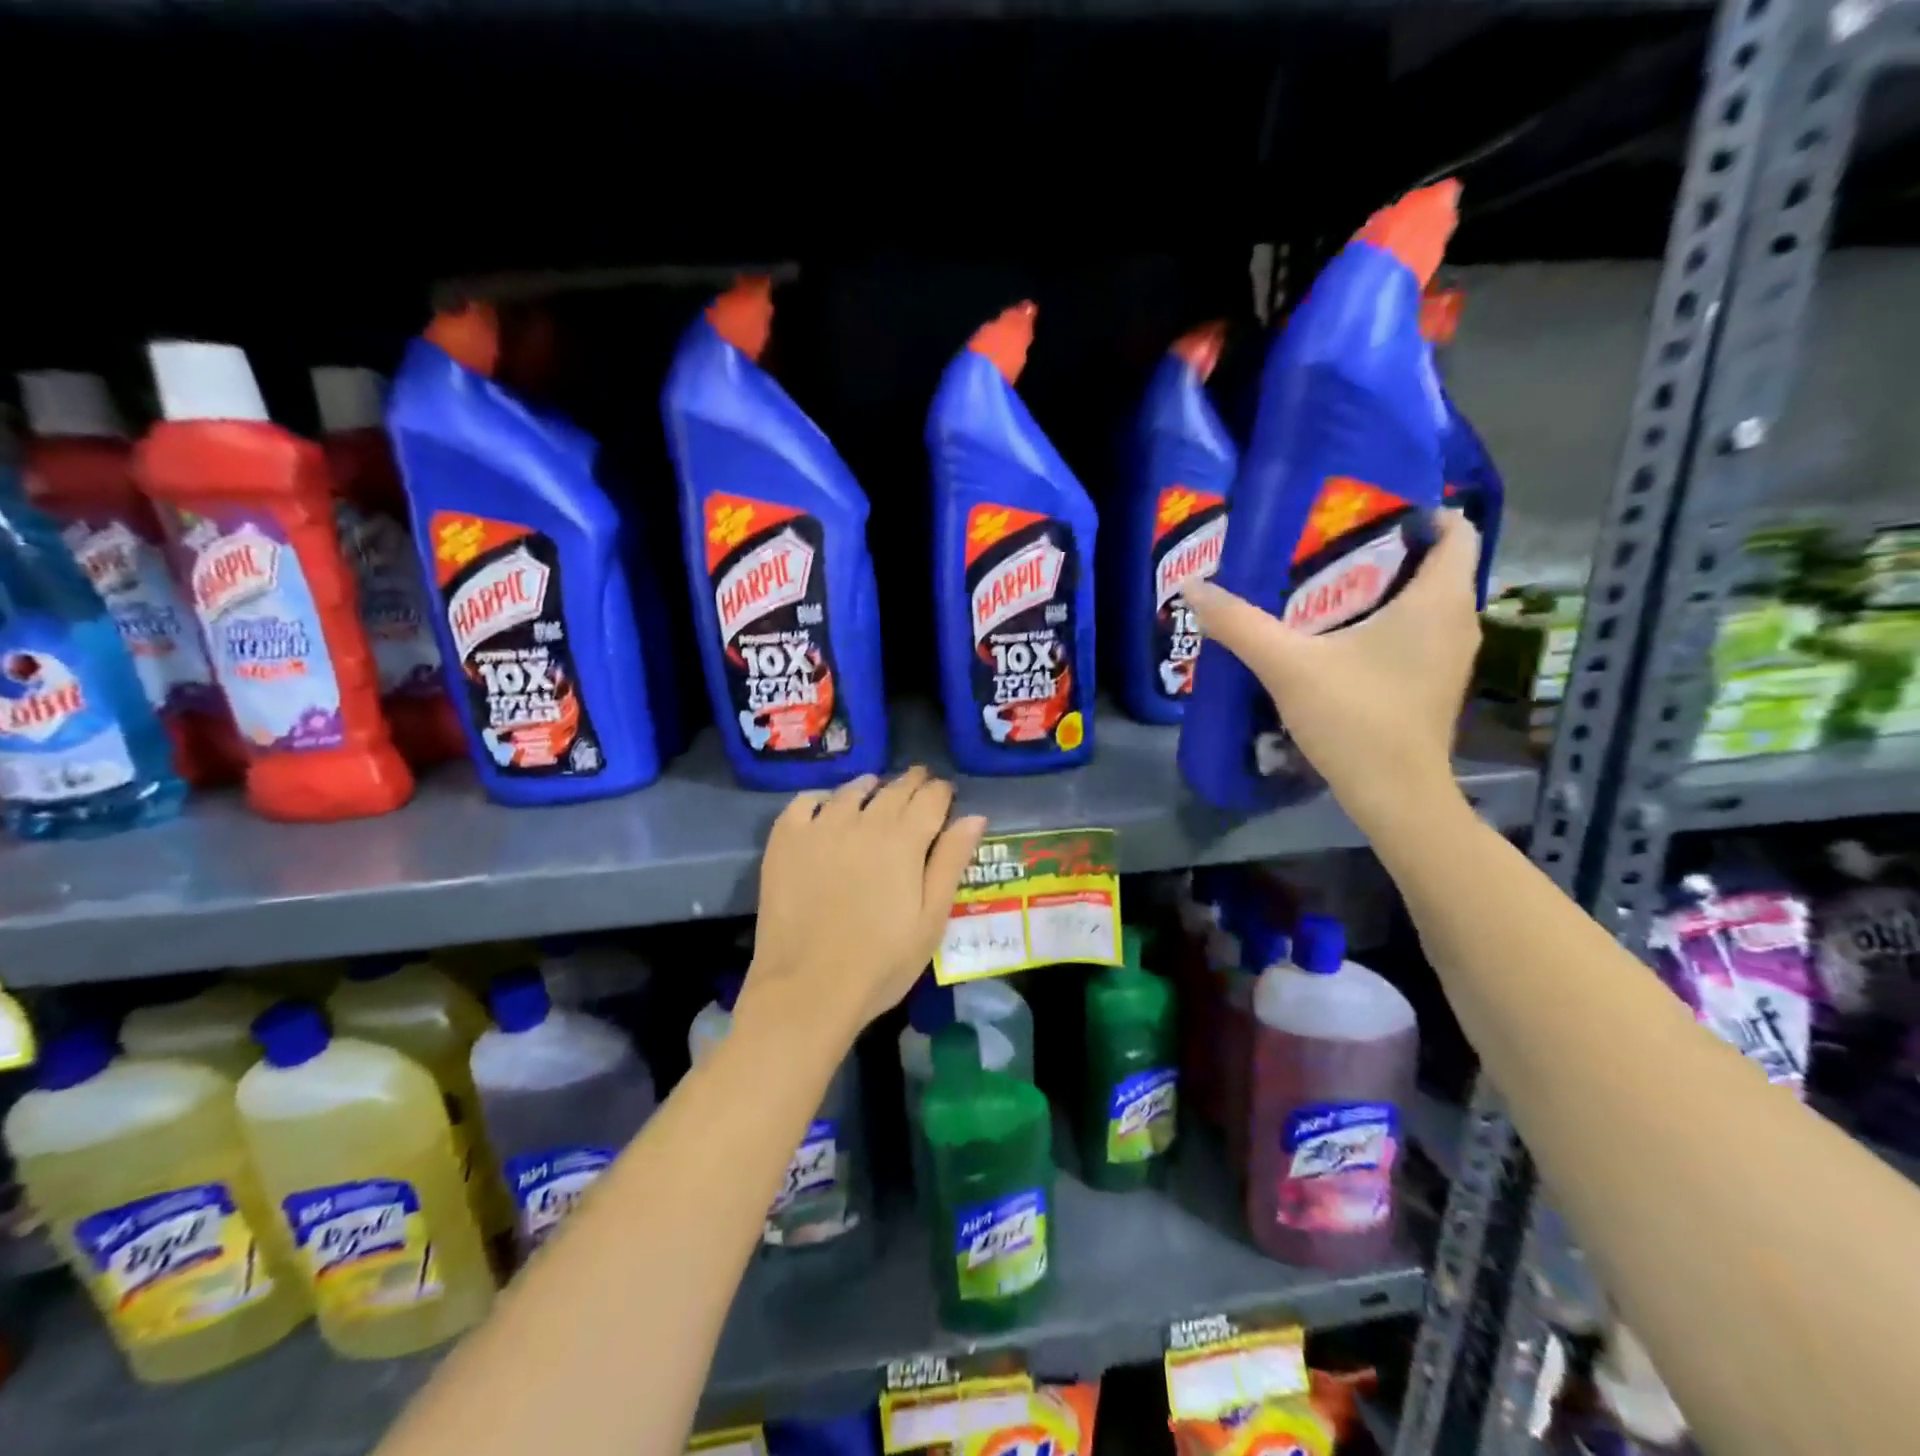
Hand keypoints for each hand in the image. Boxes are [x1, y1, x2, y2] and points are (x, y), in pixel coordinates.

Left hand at [745, 768, 986, 1042]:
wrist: (808, 988)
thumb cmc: (882, 962)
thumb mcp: (931, 919)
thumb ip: (951, 862)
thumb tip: (975, 816)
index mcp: (905, 840)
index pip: (931, 797)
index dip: (942, 791)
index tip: (946, 794)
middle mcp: (864, 821)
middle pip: (894, 789)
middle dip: (911, 784)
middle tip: (919, 785)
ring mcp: (820, 827)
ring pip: (851, 791)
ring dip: (870, 788)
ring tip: (876, 791)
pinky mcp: (785, 840)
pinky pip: (804, 802)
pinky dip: (820, 799)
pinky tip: (825, 807)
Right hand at [1182, 511, 1481, 833]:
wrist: (1395, 796)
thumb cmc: (1355, 719)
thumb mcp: (1288, 666)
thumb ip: (1240, 624)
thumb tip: (1193, 587)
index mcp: (1438, 601)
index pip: (1455, 530)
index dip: (1418, 513)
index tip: (1364, 516)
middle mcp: (1458, 621)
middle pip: (1434, 564)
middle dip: (1386, 550)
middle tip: (1327, 548)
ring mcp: (1450, 656)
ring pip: (1426, 601)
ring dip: (1384, 589)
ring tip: (1325, 588)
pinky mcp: (1435, 683)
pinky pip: (1418, 632)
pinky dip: (1387, 623)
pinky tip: (1339, 639)